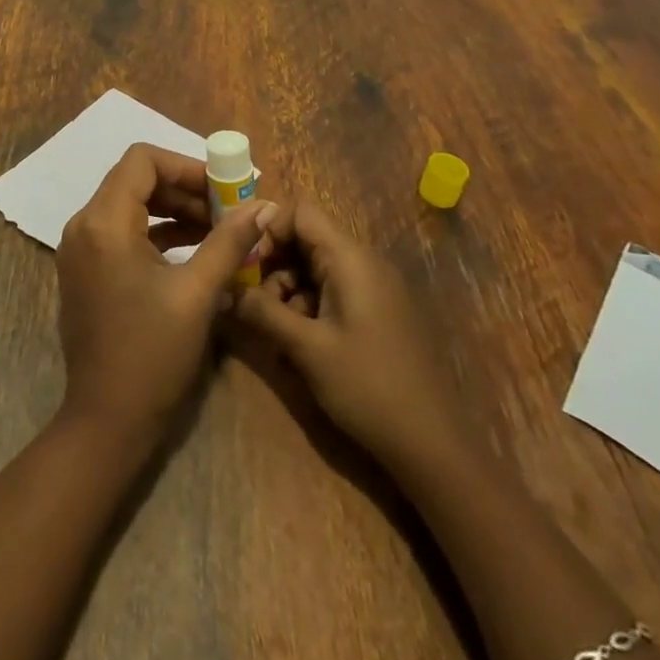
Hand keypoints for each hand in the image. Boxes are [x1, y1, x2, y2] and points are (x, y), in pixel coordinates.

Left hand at [56, 143, 275, 439]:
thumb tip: (262, 207)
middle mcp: (84, 225)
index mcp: (104, 222)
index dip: (186, 166)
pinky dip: (157, 233)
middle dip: (184, 189)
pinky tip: (195, 250)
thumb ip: (229, 242)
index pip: (142, 160)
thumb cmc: (153, 354)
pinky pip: (122, 232)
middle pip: (135, 180)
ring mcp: (80, 248)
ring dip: (173, 211)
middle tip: (227, 210)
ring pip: (130, 205)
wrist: (107, 421)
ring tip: (219, 230)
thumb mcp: (198, 294)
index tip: (223, 188)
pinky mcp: (86, 270)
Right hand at [231, 200, 463, 468]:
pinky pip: (334, 291)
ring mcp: (375, 289)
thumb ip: (263, 311)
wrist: (433, 447)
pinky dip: (310, 308)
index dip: (269, 229)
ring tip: (276, 331)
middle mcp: (365, 263)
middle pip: (307, 240)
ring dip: (289, 291)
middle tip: (255, 302)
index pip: (302, 212)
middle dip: (275, 265)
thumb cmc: (367, 387)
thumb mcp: (306, 348)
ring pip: (316, 268)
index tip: (248, 263)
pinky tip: (300, 346)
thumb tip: (226, 288)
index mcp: (351, 259)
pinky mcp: (378, 313)